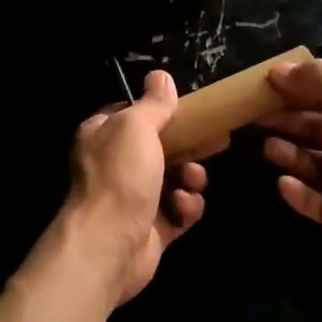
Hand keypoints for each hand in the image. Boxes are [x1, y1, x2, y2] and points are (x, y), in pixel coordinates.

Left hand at [65, 70, 212, 306]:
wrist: (108, 245)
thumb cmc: (120, 176)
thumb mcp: (137, 127)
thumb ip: (153, 103)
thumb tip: (160, 75)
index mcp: (103, 135)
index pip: (133, 114)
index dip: (162, 110)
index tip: (192, 109)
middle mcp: (115, 165)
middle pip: (161, 147)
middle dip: (189, 145)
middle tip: (217, 141)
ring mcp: (133, 199)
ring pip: (174, 179)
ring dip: (191, 177)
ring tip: (193, 180)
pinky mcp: (151, 229)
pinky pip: (179, 212)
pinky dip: (187, 208)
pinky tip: (184, 207)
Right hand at [261, 58, 321, 265]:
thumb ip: (320, 81)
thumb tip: (280, 69)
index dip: (301, 89)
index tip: (267, 87)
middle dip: (292, 122)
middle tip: (259, 119)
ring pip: (319, 165)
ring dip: (293, 156)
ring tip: (269, 149)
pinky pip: (321, 202)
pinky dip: (301, 194)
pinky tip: (283, 184)